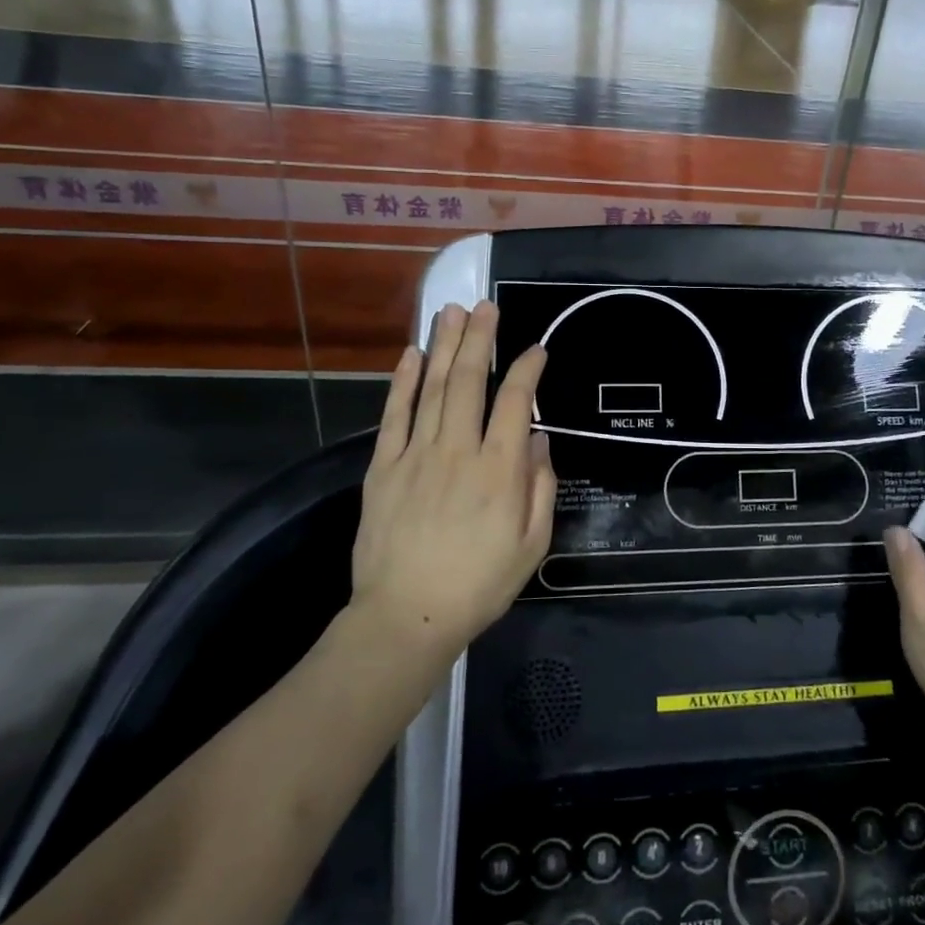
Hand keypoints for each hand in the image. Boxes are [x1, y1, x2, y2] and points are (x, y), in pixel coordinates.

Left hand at [350, 300, 554, 654]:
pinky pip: (394, 415)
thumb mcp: (531, 545)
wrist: (406, 617)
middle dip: (480, 339)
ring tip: (452, 312)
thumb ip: (540, 487)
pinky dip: (402, 382)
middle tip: (486, 306)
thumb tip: (540, 438)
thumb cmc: (479, 584)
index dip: (527, 369)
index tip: (536, 349)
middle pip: (469, 382)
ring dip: (444, 346)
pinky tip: (411, 354)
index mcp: (499, 470)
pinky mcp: (383, 468)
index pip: (516, 402)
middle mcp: (458, 451)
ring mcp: (416, 456)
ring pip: (433, 388)